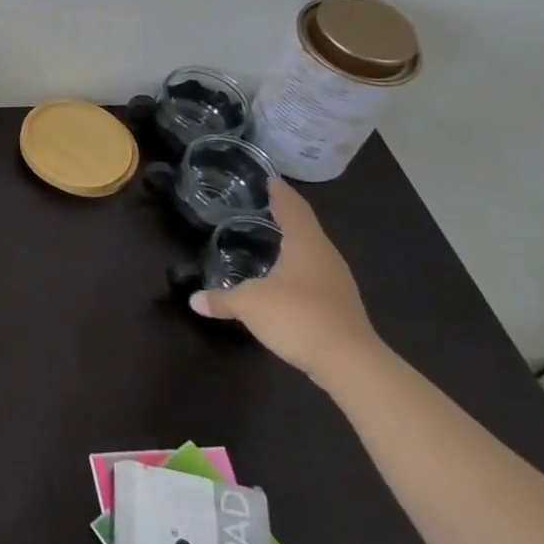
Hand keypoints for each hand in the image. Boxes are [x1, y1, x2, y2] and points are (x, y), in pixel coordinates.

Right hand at [190, 179, 382, 381]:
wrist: (349, 363)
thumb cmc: (297, 316)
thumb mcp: (249, 304)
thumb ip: (222, 299)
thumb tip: (194, 300)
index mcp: (305, 244)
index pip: (292, 208)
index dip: (280, 193)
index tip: (271, 180)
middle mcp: (326, 257)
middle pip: (306, 228)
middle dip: (287, 217)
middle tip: (267, 207)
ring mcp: (337, 283)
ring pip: (313, 254)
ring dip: (294, 245)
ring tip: (274, 240)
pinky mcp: (340, 307)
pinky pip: (316, 277)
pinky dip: (299, 270)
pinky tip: (286, 281)